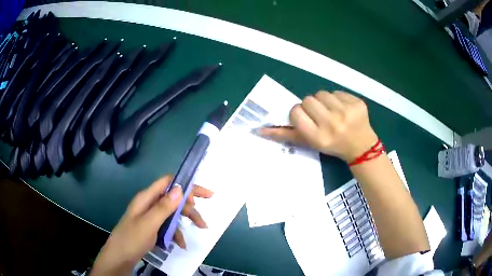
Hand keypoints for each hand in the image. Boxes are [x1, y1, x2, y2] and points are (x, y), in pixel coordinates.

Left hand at [90, 175, 212, 275]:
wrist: (120, 257)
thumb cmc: (132, 238)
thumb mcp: (149, 223)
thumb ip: (164, 207)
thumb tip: (180, 188)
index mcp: (147, 197)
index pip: (169, 183)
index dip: (187, 185)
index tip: (205, 194)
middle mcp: (149, 204)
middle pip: (173, 200)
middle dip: (190, 209)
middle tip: (203, 223)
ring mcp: (150, 216)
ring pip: (172, 214)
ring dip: (185, 222)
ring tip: (197, 233)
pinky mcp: (152, 227)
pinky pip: (167, 226)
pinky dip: (176, 233)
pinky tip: (180, 244)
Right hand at [259, 91, 377, 162]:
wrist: (361, 147)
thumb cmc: (332, 146)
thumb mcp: (309, 143)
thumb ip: (285, 135)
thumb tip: (259, 130)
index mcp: (318, 136)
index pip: (295, 111)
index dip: (299, 113)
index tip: (307, 120)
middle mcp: (332, 124)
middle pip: (308, 99)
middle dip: (312, 106)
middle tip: (321, 116)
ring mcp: (347, 112)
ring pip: (322, 93)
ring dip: (324, 101)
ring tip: (333, 112)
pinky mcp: (357, 103)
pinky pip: (338, 92)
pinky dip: (338, 99)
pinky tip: (345, 110)